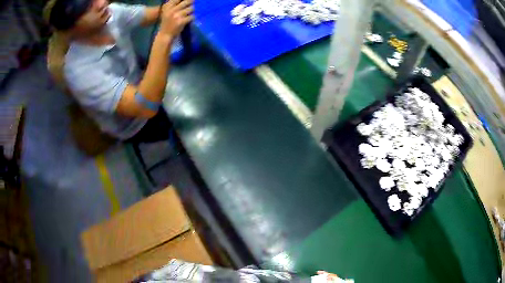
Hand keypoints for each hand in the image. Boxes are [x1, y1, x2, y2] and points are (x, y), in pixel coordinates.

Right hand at [158, 0, 193, 38]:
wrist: (165, 35)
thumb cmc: (166, 22)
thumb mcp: (167, 12)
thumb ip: (174, 5)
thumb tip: (185, 0)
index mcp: (167, 6)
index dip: (185, 0)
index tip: (188, 1)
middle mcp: (172, 10)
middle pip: (187, 1)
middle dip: (191, 3)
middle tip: (193, 4)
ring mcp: (177, 16)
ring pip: (191, 8)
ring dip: (192, 11)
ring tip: (190, 13)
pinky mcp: (181, 21)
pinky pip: (192, 16)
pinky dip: (192, 17)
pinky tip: (190, 19)